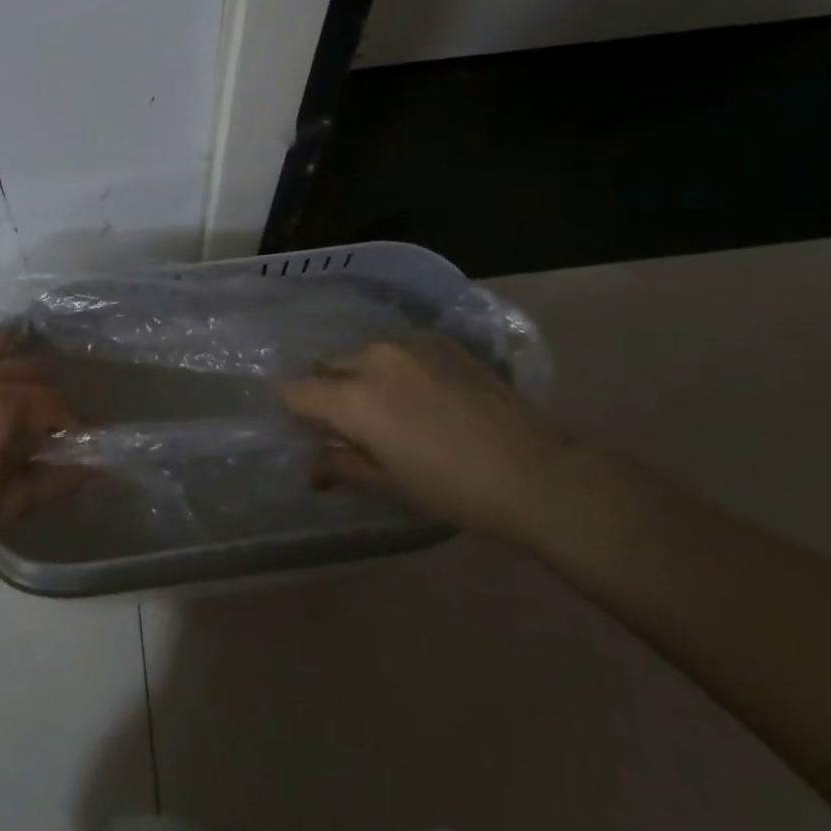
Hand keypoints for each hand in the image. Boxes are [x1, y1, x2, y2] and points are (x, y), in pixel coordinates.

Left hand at [0, 331, 85, 592]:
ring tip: (13, 396)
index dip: (71, 420)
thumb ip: (56, 479)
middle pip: (25, 370)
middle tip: (48, 426)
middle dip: (45, 395)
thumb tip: (99, 469)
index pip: (50, 402)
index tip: (78, 438)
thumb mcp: (8, 505)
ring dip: (10, 367)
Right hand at [281, 338, 574, 542]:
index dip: (294, 409)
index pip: (297, 390)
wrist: (536, 472)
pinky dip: (396, 369)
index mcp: (354, 397)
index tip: (305, 429)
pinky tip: (425, 397)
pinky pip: (400, 350)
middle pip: (328, 366)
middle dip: (327, 392)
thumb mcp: (392, 484)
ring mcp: (410, 343)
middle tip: (349, 426)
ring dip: (361, 377)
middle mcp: (374, 358)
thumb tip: (312, 465)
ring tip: (391, 410)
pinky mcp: (441, 340)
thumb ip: (343, 465)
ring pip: (363, 354)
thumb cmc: (455, 490)